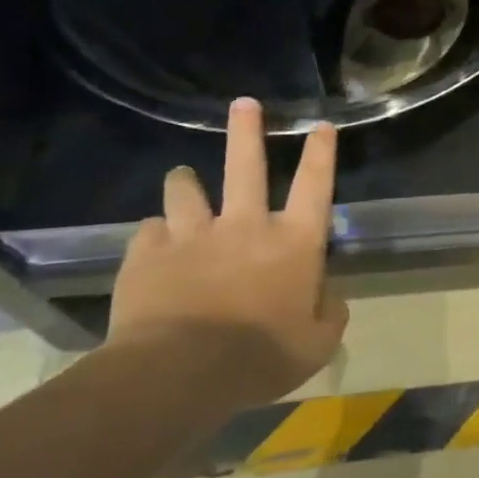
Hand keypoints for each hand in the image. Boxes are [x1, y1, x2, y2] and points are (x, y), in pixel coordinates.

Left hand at [107, 98, 348, 409]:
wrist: (180, 373)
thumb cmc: (261, 357)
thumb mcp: (317, 345)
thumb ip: (330, 314)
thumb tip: (328, 295)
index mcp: (294, 243)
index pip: (316, 185)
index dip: (321, 152)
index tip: (322, 124)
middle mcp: (246, 226)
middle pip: (247, 166)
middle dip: (246, 131)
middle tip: (243, 103)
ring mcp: (193, 236)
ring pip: (186, 191)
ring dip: (185, 182)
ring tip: (182, 177)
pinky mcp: (148, 256)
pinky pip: (149, 231)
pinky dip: (155, 233)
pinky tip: (153, 243)